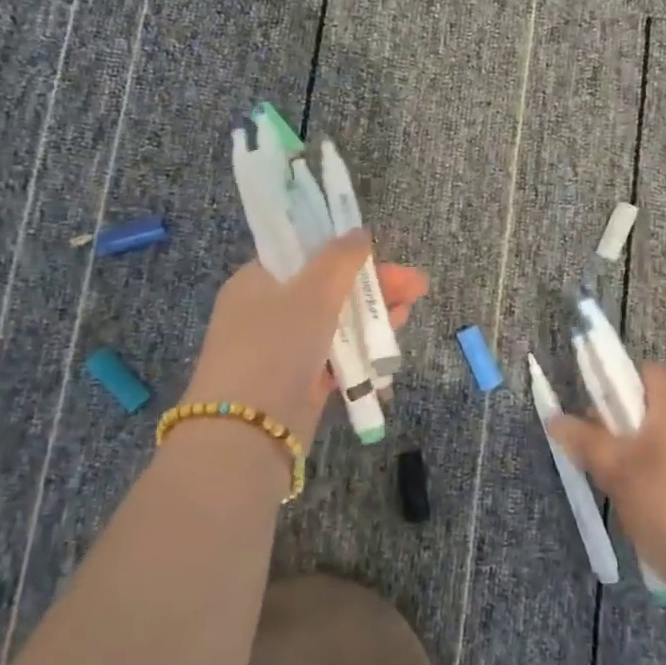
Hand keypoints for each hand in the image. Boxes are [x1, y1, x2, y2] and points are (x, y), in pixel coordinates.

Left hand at [180, 230, 429, 444]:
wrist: (248, 432)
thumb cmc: (277, 345)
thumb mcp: (312, 291)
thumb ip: (340, 258)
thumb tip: (359, 232)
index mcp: (257, 281)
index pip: (305, 254)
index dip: (345, 252)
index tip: (381, 254)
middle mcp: (266, 312)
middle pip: (328, 288)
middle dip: (373, 286)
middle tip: (416, 287)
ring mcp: (282, 350)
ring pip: (335, 324)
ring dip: (371, 318)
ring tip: (407, 314)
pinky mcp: (298, 384)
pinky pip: (335, 359)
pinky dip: (360, 353)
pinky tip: (388, 352)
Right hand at [550, 362, 665, 603]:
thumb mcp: (617, 474)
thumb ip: (585, 441)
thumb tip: (556, 418)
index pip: (643, 372)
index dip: (614, 384)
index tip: (593, 417)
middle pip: (652, 407)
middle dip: (620, 427)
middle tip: (599, 460)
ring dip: (639, 457)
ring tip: (622, 493)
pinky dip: (663, 479)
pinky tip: (653, 514)